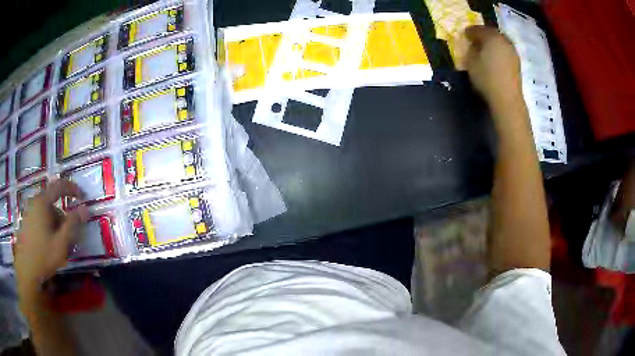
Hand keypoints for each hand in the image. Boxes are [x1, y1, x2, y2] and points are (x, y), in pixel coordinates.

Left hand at [14, 179, 88, 294]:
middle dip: (62, 217)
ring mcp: (28, 211)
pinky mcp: (25, 221)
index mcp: (42, 202)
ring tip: (58, 245)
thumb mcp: (61, 243)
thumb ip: (73, 224)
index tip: (82, 196)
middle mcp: (34, 201)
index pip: (59, 186)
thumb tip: (85, 209)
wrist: (26, 270)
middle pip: (52, 203)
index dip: (72, 188)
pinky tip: (48, 244)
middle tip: (69, 236)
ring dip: (54, 224)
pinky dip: (46, 227)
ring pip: (45, 212)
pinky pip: (39, 218)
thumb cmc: (43, 255)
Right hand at [464, 26, 523, 112]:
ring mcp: (512, 51)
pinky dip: (499, 51)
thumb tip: (473, 44)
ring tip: (485, 49)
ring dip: (492, 43)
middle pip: (491, 33)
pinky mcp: (517, 62)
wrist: (507, 98)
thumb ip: (471, 49)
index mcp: (491, 36)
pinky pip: (505, 50)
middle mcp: (503, 40)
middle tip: (475, 40)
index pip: (477, 29)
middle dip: (483, 35)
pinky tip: (494, 58)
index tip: (464, 35)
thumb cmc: (487, 78)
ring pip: (500, 41)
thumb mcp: (471, 62)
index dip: (469, 32)